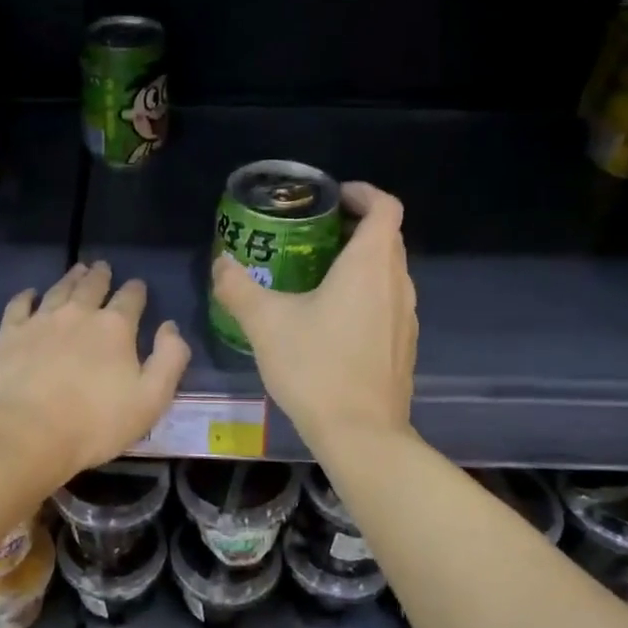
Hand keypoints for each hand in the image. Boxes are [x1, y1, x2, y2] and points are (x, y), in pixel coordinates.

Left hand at [0, 261, 190, 475]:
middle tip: (102, 267)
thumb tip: (170, 327)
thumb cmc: (96, 423)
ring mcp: (40, 321)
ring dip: (70, 279)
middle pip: (92, 287)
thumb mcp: (151, 399)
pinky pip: (19, 305)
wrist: (28, 433)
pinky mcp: (9, 335)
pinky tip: (30, 294)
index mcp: (114, 328)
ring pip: (58, 290)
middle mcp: (78, 314)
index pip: (130, 299)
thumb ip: (168, 360)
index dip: (136, 291)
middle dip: (100, 276)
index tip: (138, 285)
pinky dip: (26, 296)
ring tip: (76, 270)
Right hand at [210, 182, 414, 445]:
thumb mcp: (266, 324)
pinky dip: (365, 295)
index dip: (362, 194)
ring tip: (318, 275)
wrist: (361, 434)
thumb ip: (239, 289)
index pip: (384, 207)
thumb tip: (221, 264)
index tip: (331, 198)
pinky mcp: (403, 346)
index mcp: (370, 265)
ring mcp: (406, 317)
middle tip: (312, 235)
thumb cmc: (316, 367)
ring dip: (360, 263)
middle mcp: (397, 284)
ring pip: (388, 273)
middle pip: (387, 238)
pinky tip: (331, 321)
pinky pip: (387, 303)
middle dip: (354, 228)